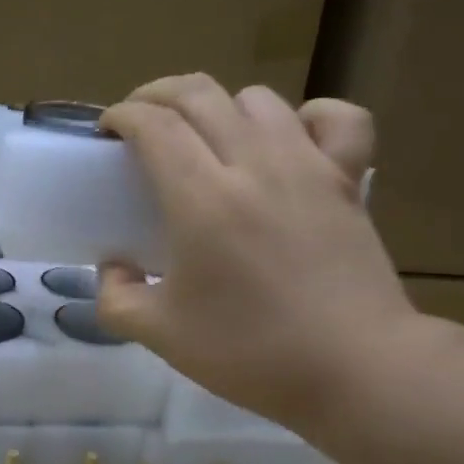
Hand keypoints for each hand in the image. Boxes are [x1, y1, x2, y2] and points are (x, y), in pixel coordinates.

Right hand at [96, 75, 417, 433]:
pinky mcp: (348, 179)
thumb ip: (115, 296)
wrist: (355, 369)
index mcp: (201, 199)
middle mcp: (253, 165)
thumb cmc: (250, 352)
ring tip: (207, 136)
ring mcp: (307, 166)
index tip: (108, 131)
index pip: (154, 125)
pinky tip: (290, 138)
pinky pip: (336, 118)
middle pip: (199, 94)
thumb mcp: (159, 334)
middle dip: (157, 95)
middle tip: (141, 121)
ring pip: (258, 99)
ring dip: (220, 106)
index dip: (122, 116)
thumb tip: (112, 266)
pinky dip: (307, 115)